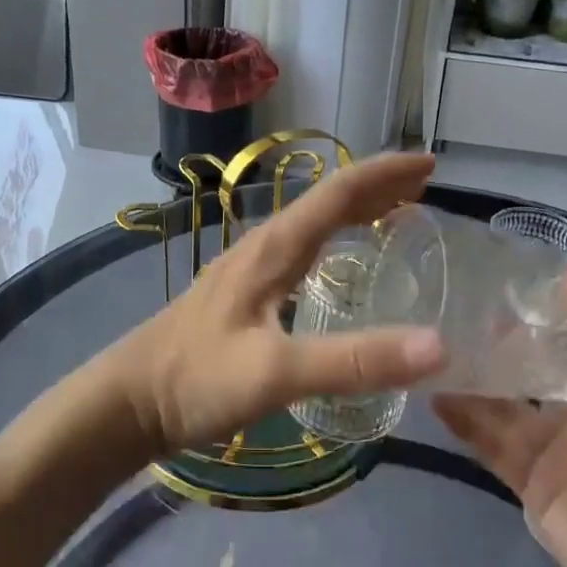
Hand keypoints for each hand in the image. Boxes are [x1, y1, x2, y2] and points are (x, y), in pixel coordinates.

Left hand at [108, 152, 446, 456]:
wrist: (129, 401)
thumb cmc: (198, 380)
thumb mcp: (277, 373)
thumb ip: (353, 361)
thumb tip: (437, 346)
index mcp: (274, 248)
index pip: (338, 192)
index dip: (385, 174)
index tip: (431, 166)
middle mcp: (264, 246)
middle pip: (328, 200)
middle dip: (378, 186)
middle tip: (426, 187)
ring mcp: (251, 268)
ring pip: (314, 222)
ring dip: (357, 209)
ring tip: (398, 213)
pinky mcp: (244, 293)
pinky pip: (303, 248)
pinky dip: (336, 239)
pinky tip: (343, 262)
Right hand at [433, 264, 566, 566]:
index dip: (542, 309)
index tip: (500, 276)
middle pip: (531, 367)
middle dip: (497, 341)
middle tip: (450, 304)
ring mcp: (553, 448)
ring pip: (502, 402)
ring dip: (471, 375)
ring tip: (429, 340)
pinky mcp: (527, 482)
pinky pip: (488, 442)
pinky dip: (461, 418)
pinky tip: (431, 390)